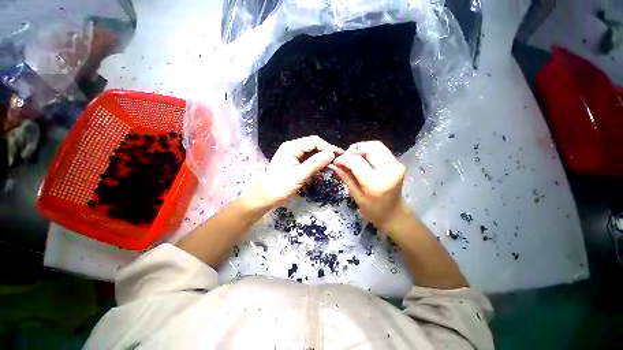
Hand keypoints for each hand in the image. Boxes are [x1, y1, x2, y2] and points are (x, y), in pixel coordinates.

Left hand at [248, 136, 342, 208]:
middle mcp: (292, 147)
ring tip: (333, 164)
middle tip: (338, 159)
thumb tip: (331, 154)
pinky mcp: (294, 161)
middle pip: (313, 145)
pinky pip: (308, 159)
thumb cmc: (281, 186)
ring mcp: (293, 154)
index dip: (327, 147)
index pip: (314, 141)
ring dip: (322, 157)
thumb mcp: (299, 175)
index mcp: (291, 147)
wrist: (266, 197)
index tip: (339, 155)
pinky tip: (323, 167)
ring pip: (312, 152)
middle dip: (326, 151)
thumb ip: (315, 163)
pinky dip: (316, 163)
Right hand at [330, 141, 406, 230]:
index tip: (336, 161)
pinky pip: (380, 150)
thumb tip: (334, 165)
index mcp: (376, 183)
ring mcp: (396, 165)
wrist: (394, 214)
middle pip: (370, 147)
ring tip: (352, 158)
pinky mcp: (397, 163)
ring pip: (376, 145)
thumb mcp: (356, 196)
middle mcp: (389, 170)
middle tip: (345, 158)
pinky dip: (368, 151)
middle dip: (354, 149)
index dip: (344, 159)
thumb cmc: (374, 211)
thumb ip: (346, 177)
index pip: (356, 161)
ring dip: (361, 149)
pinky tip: (361, 160)